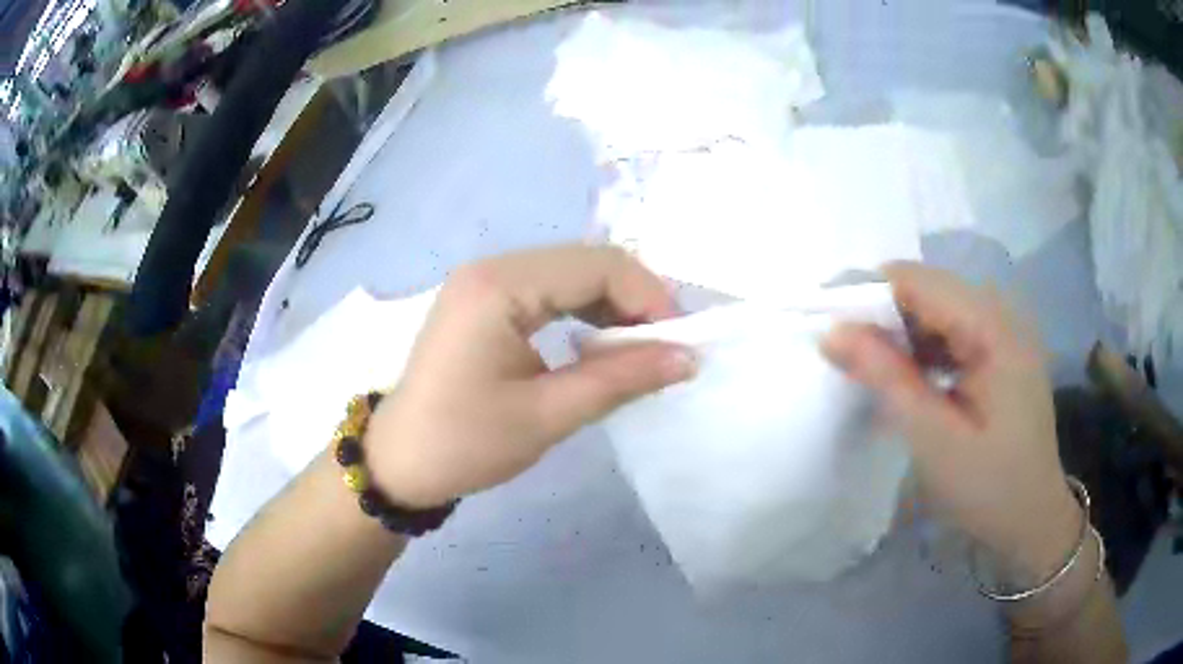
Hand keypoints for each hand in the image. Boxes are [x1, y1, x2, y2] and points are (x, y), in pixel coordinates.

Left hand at [364, 245, 696, 508]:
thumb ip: (620, 379)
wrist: (399, 462)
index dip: (650, 298)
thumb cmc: (465, 444)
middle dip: (635, 300)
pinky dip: (583, 312)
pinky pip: (548, 290)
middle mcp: (492, 267)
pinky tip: (597, 344)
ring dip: (612, 306)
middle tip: (665, 348)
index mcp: (500, 286)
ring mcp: (485, 281)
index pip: (598, 266)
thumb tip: (688, 358)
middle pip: (586, 262)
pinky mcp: (484, 300)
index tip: (681, 343)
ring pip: (571, 274)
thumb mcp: (548, 415)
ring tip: (639, 350)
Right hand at [822, 263, 1080, 579]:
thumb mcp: (934, 440)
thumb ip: (887, 379)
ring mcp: (1003, 331)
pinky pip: (950, 330)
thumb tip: (831, 331)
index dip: (867, 295)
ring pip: (936, 308)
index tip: (825, 327)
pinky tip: (910, 380)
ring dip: (900, 333)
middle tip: (845, 357)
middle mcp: (1001, 314)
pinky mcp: (999, 350)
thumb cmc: (989, 487)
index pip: (918, 282)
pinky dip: (921, 348)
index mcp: (994, 329)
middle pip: (927, 289)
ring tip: (874, 372)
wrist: (1033, 518)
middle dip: (881, 315)